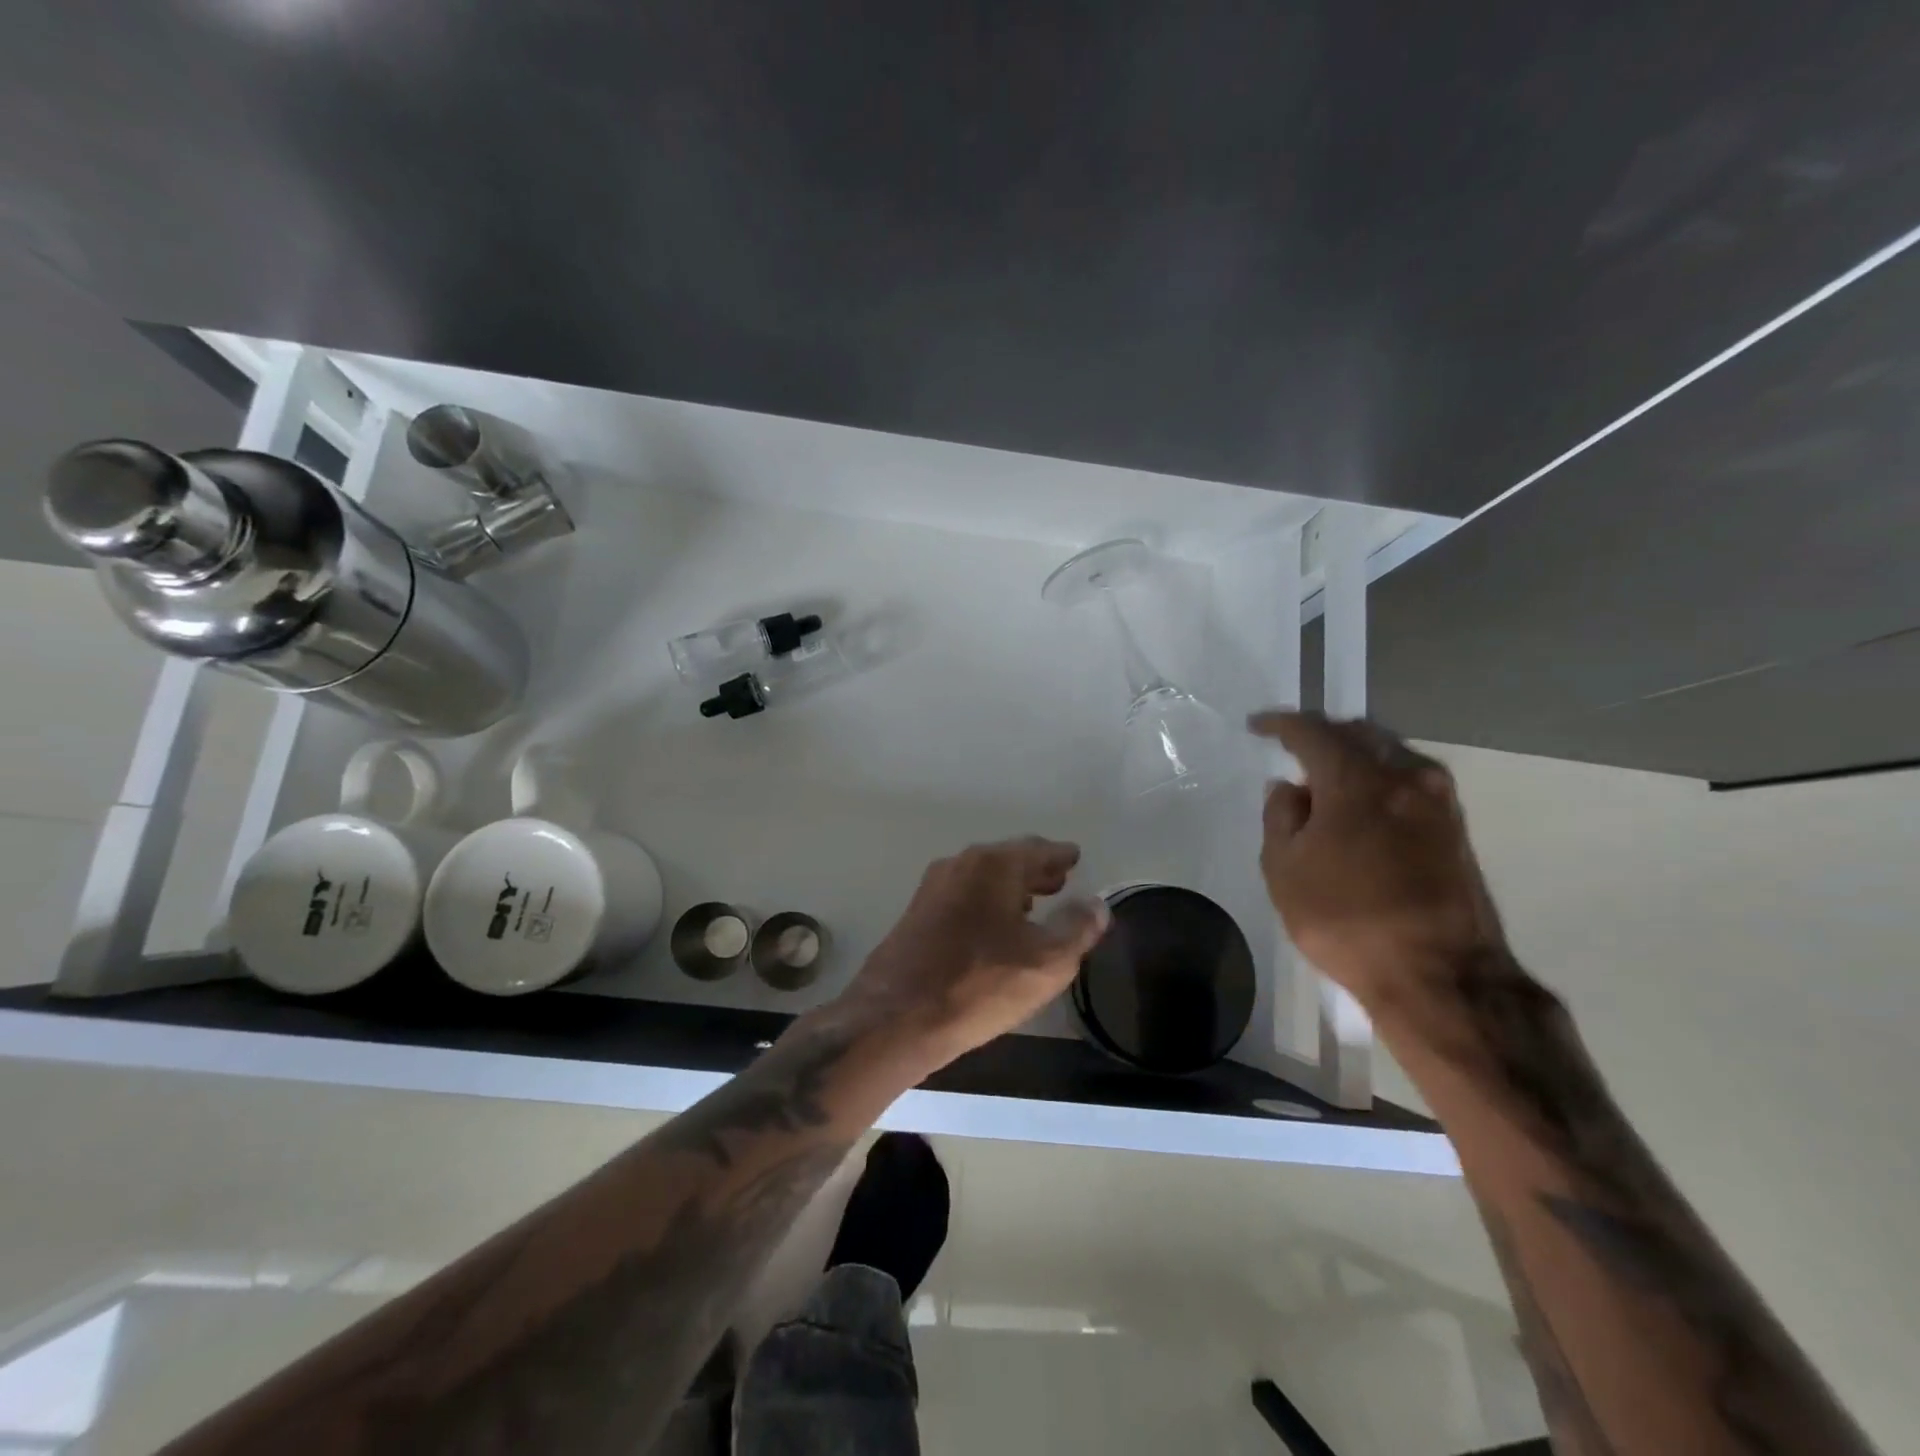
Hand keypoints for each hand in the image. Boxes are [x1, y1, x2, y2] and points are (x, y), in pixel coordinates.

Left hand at [839, 837, 1110, 1067]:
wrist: (896, 1017)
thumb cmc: (979, 984)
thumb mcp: (1046, 962)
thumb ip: (1077, 928)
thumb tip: (1096, 903)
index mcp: (994, 864)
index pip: (1038, 849)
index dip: (1061, 856)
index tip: (1075, 858)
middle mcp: (960, 865)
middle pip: (1007, 859)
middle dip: (1035, 870)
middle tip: (1060, 881)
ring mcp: (933, 888)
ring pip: (982, 878)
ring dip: (1010, 887)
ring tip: (1032, 905)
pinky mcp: (916, 915)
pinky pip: (963, 897)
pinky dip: (986, 902)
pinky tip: (994, 928)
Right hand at [1249, 710, 1509, 1006]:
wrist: (1439, 974)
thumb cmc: (1345, 919)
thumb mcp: (1284, 870)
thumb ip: (1280, 817)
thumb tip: (1289, 788)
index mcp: (1356, 779)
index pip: (1311, 731)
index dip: (1279, 724)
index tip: (1256, 726)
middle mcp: (1404, 776)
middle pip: (1358, 733)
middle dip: (1322, 734)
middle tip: (1292, 749)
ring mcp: (1438, 802)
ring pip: (1390, 754)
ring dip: (1355, 757)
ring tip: (1326, 780)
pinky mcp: (1455, 828)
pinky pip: (1409, 781)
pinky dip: (1379, 779)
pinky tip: (1362, 804)